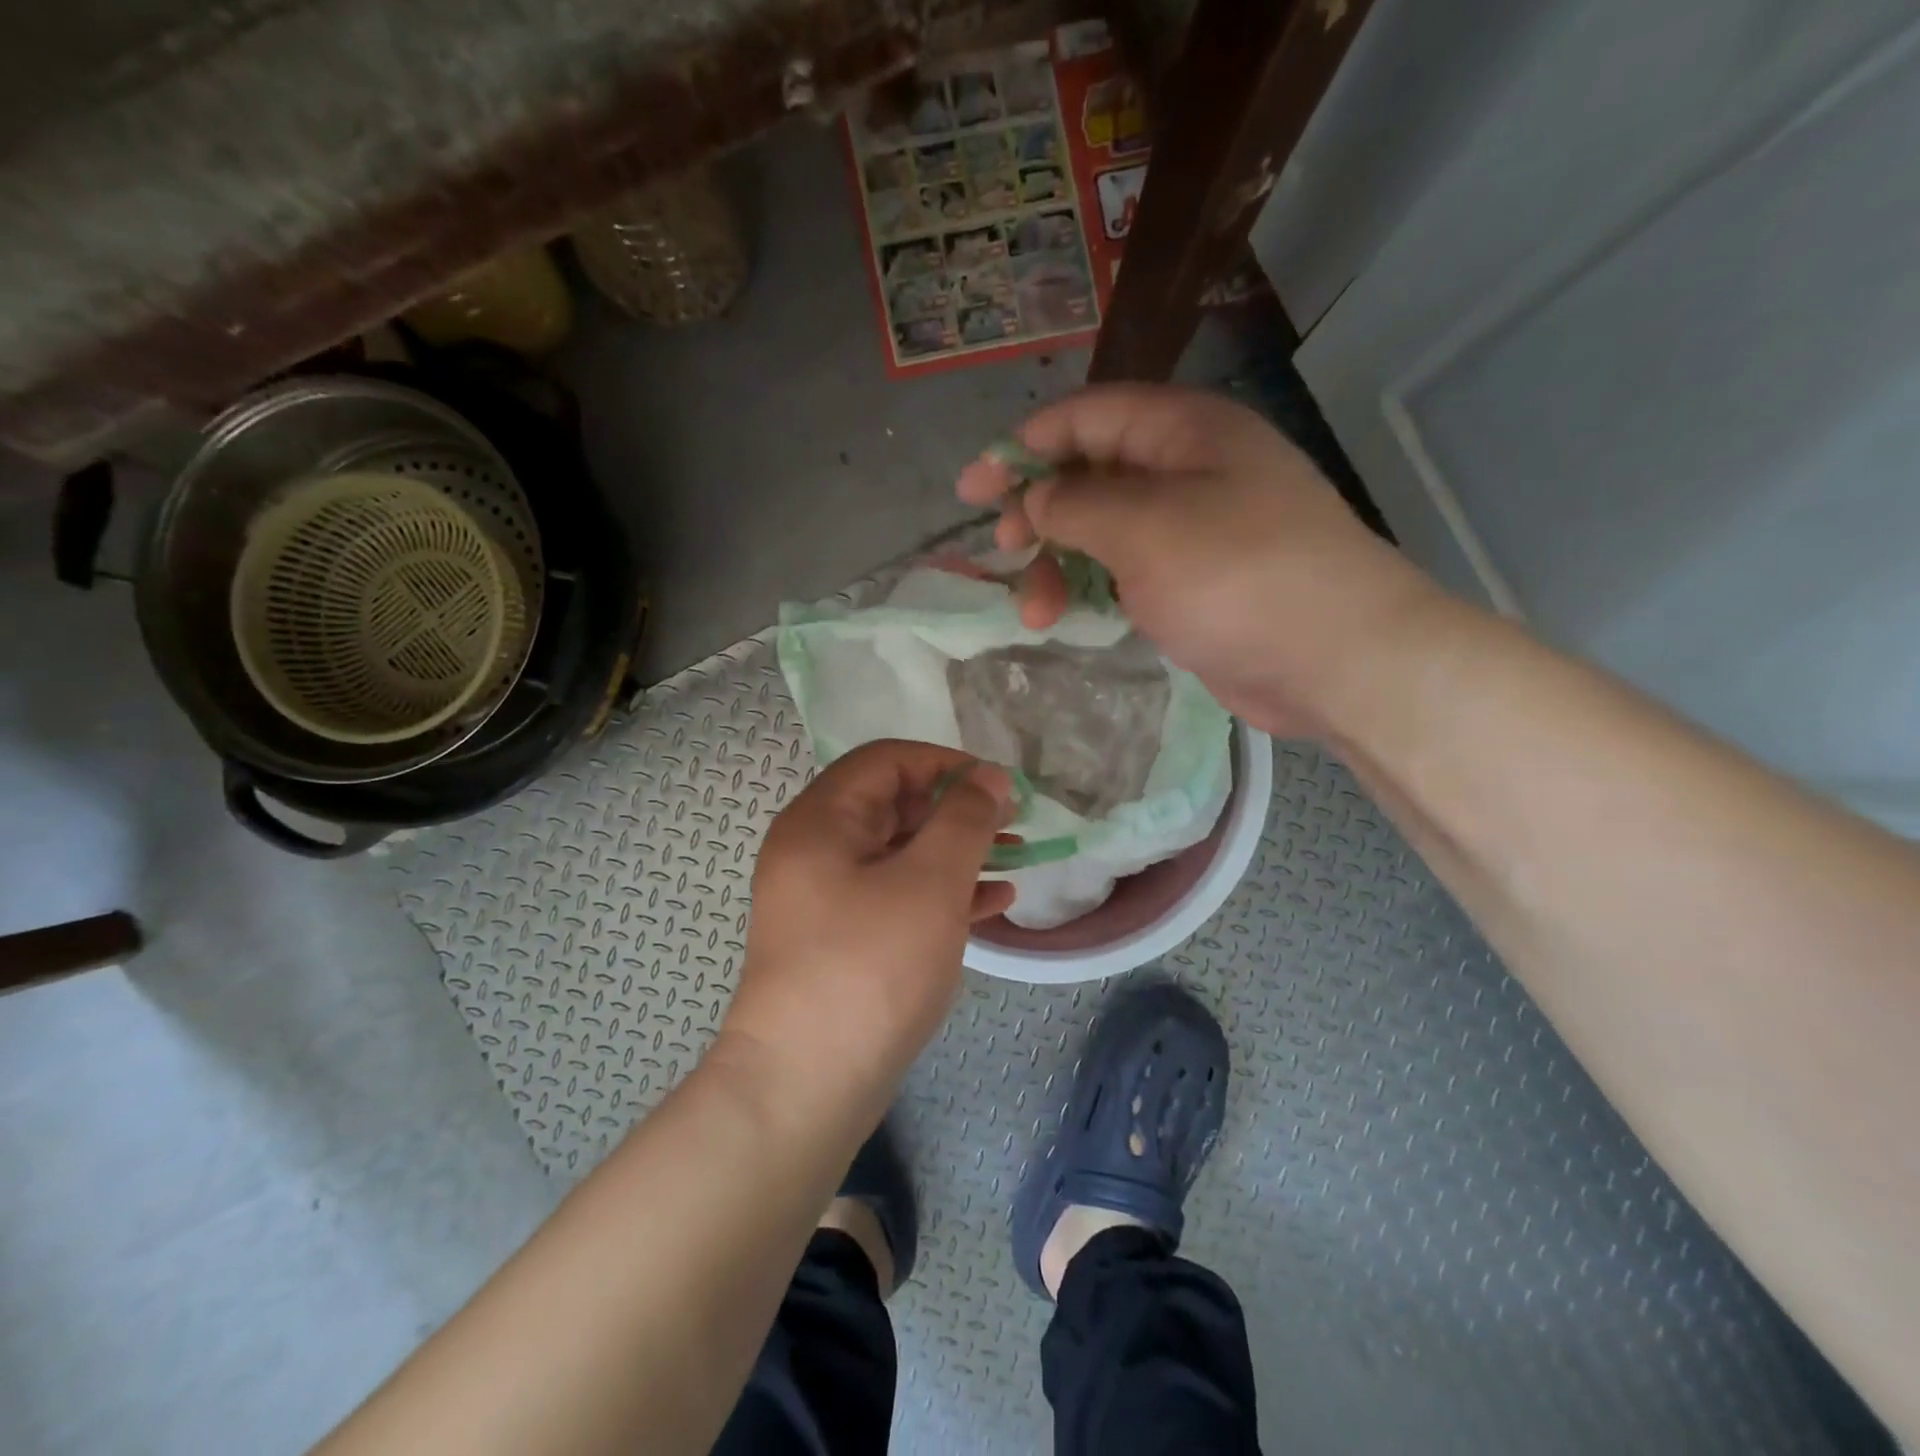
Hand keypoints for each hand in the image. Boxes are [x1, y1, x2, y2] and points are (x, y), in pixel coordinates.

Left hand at [721, 741, 1015, 1112]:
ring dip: (957, 851)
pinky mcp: (841, 939)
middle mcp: (815, 849)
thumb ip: (964, 819)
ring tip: (1015, 860)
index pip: (887, 761)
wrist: (804, 1086)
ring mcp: (825, 898)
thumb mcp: (929, 882)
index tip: (999, 786)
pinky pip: (895, 896)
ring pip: (899, 853)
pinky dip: (940, 892)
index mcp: (821, 820)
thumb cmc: (870, 967)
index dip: (947, 763)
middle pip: (894, 805)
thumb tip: (989, 777)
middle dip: (957, 809)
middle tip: (1014, 824)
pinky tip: (992, 904)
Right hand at [956, 383, 1439, 736]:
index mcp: (1185, 431)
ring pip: (1105, 531)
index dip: (1023, 445)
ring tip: (1034, 611)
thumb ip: (1077, 506)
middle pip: (1092, 473)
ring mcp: (1194, 531)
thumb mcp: (1146, 529)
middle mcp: (1189, 470)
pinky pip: (1126, 573)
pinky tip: (1067, 617)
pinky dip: (1092, 590)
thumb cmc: (1239, 576)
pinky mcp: (1195, 584)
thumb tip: (1035, 498)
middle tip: (1002, 549)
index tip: (973, 488)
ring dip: (1060, 564)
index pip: (1087, 416)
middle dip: (1039, 510)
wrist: (1336, 659)